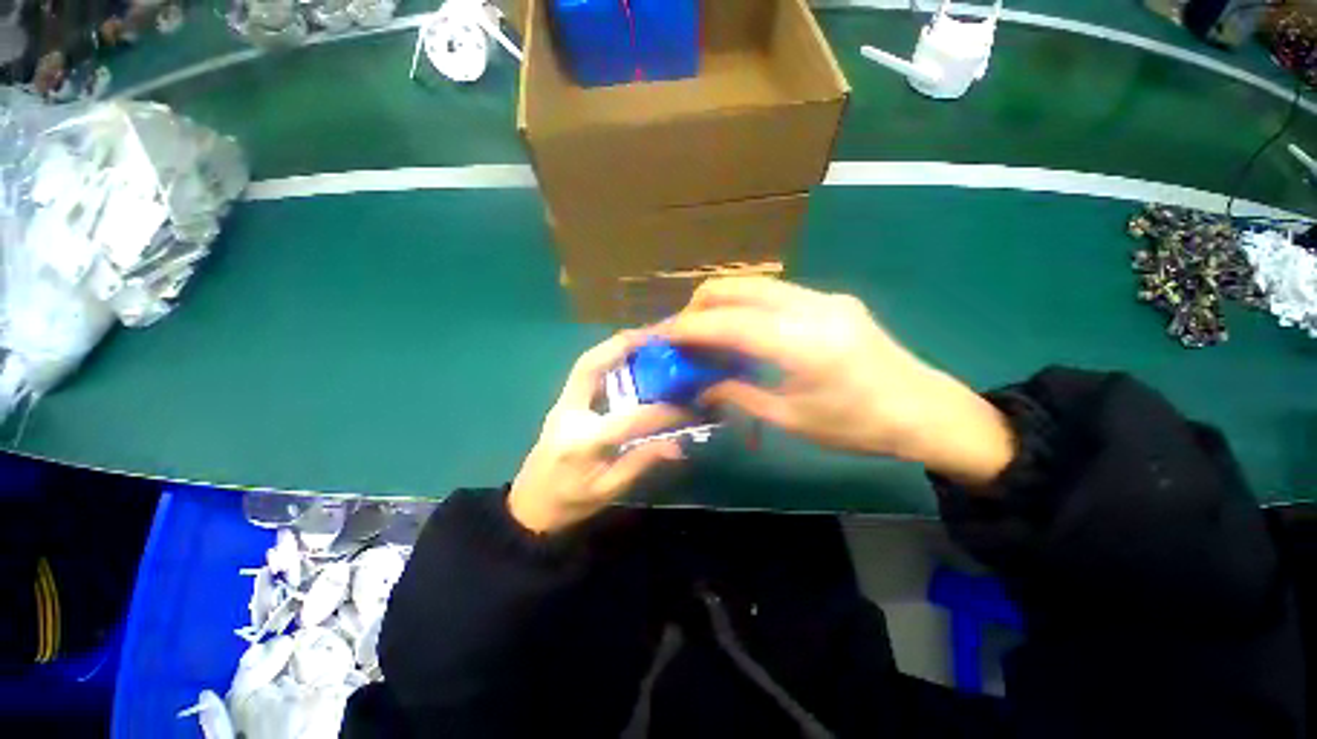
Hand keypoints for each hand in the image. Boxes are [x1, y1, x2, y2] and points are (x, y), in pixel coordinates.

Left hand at [508, 332, 687, 533]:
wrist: (527, 506)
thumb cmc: (568, 503)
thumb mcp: (607, 491)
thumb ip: (640, 463)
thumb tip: (677, 445)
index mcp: (584, 441)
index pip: (630, 418)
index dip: (663, 412)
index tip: (688, 406)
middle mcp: (569, 412)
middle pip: (590, 366)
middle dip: (622, 346)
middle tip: (653, 336)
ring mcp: (562, 404)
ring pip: (586, 364)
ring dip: (614, 347)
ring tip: (643, 340)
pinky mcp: (563, 403)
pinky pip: (585, 373)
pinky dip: (607, 359)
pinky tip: (626, 359)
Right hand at [662, 278, 1015, 485]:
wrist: (926, 410)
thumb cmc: (858, 426)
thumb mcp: (792, 419)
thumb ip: (739, 395)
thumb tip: (702, 385)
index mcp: (804, 345)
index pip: (730, 323)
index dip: (690, 327)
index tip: (663, 335)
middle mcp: (813, 308)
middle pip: (741, 286)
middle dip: (701, 304)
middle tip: (682, 332)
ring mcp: (825, 298)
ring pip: (757, 285)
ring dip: (724, 302)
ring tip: (706, 331)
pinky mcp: (832, 299)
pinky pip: (776, 293)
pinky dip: (748, 305)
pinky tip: (741, 329)